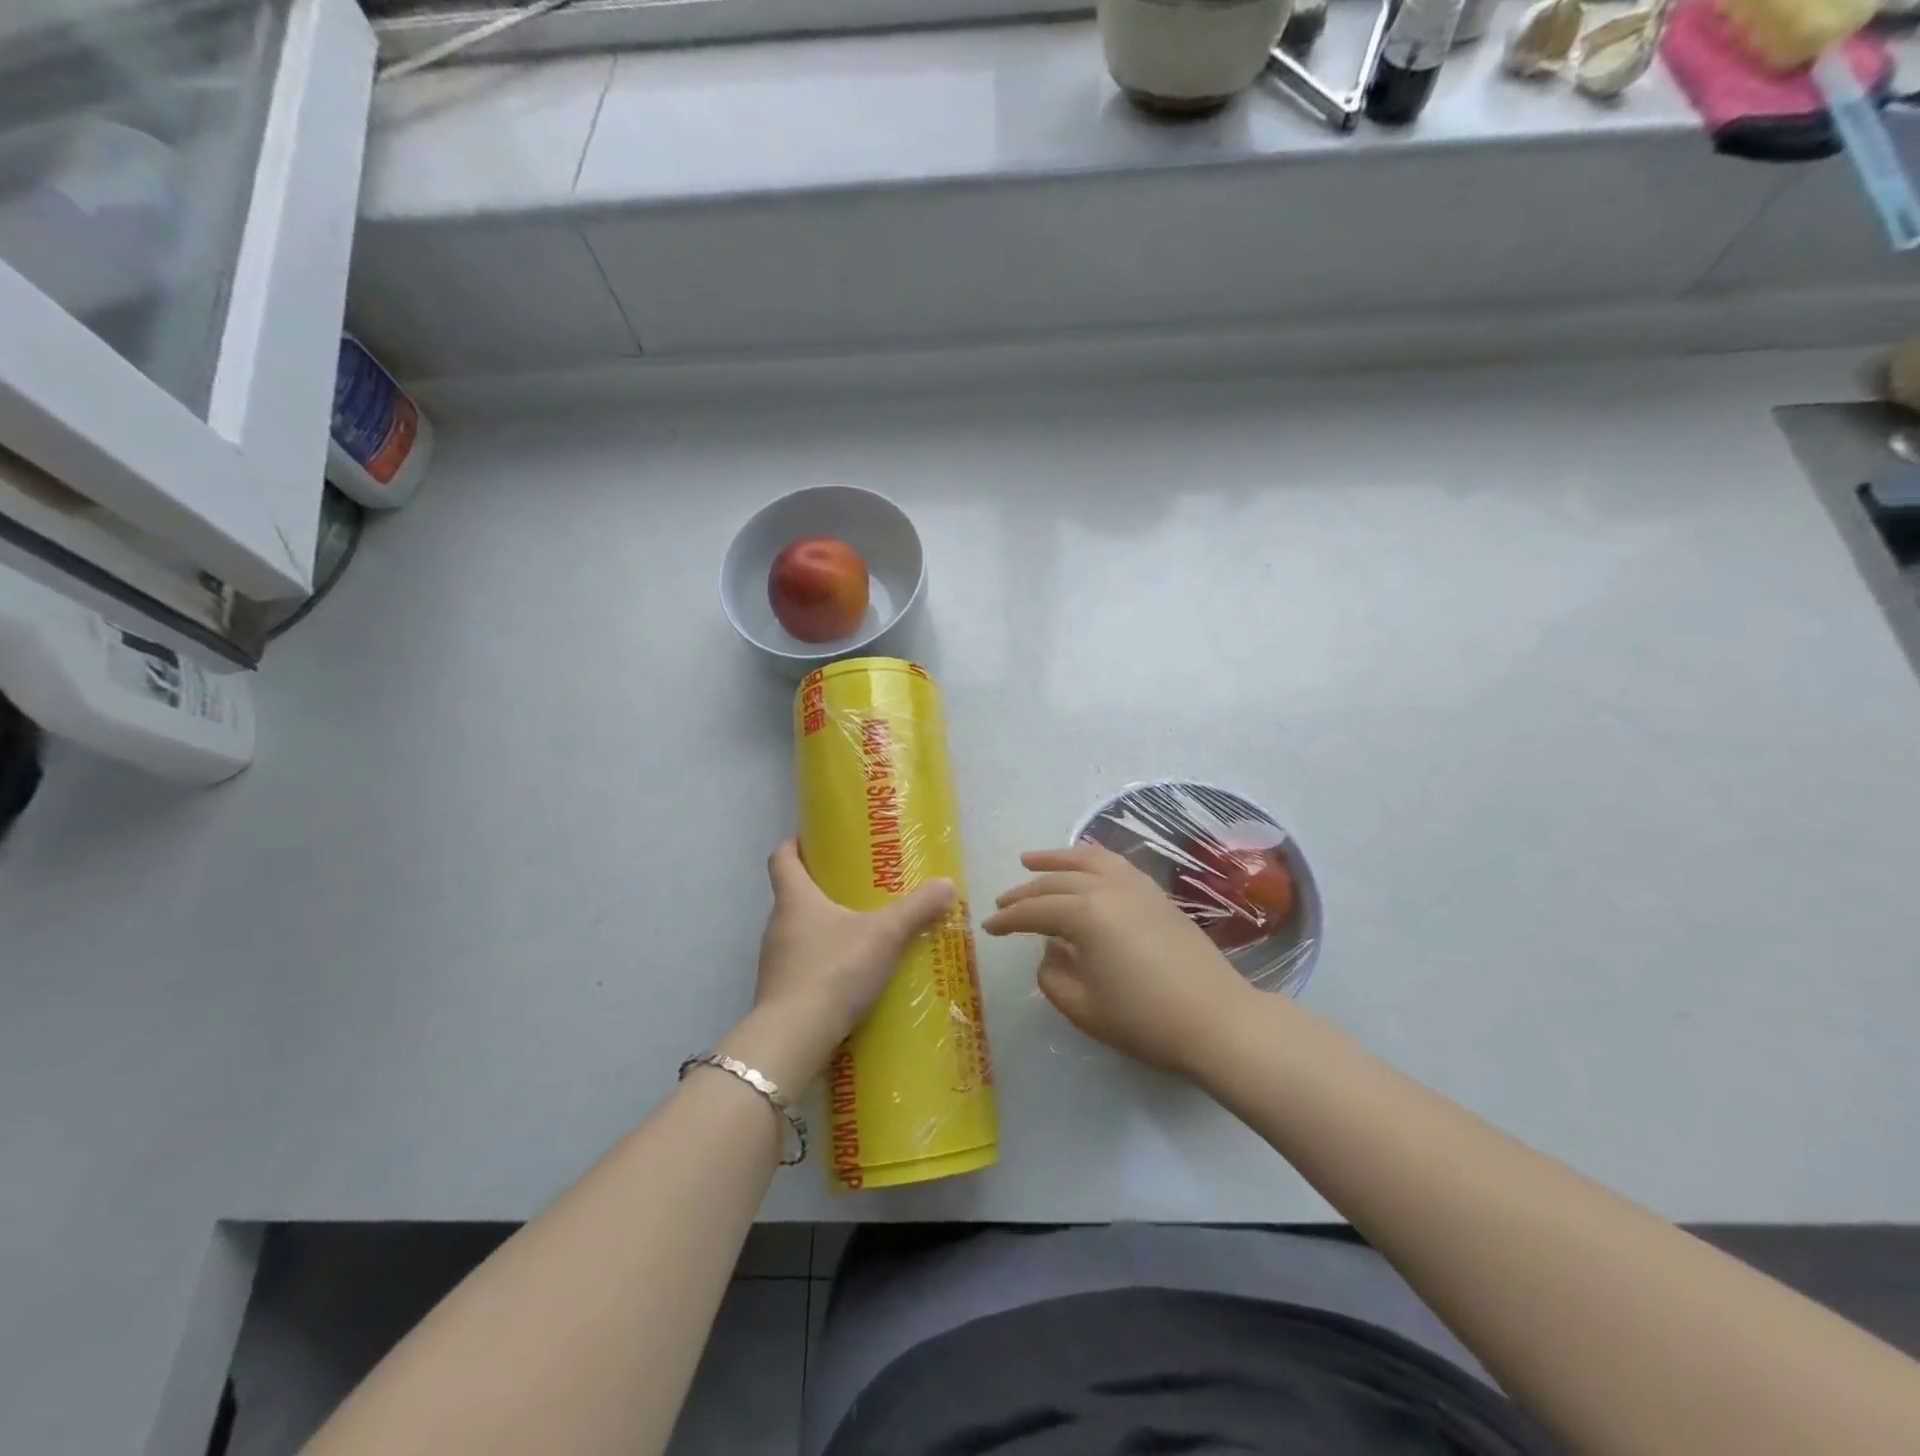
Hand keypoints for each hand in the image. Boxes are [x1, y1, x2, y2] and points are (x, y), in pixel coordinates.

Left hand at [724, 839, 953, 1090]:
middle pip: (792, 895)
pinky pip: (801, 966)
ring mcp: (774, 961)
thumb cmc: (834, 970)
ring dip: (822, 928)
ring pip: (797, 932)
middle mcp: (777, 924)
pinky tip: (849, 975)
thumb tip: (947, 884)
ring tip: (859, 931)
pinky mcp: (779, 993)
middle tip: (855, 887)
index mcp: (794, 899)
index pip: (781, 859)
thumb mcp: (884, 935)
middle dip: (820, 888)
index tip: (811, 839)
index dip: (793, 845)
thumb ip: (916, 909)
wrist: (795, 1038)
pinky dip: (822, 962)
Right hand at [983, 843, 1251, 1077]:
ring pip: (1087, 859)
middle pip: (1057, 881)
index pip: (1035, 911)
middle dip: (1025, 891)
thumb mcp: (1083, 1008)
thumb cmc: (1145, 1020)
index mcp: (1085, 915)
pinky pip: (1115, 863)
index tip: (987, 927)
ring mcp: (1136, 886)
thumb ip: (1052, 976)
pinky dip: (1090, 858)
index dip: (1008, 920)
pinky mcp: (1156, 893)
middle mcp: (1107, 888)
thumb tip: (1049, 951)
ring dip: (1056, 858)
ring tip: (1031, 860)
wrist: (1216, 1020)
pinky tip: (1083, 864)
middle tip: (1003, 901)